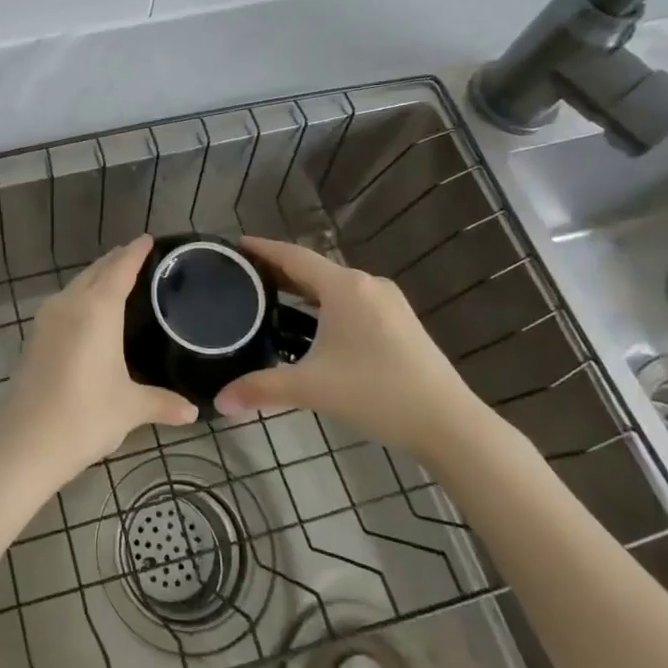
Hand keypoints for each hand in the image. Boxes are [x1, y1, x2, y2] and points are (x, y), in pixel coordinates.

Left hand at [0, 236, 199, 485]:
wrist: (25, 443)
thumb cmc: (85, 417)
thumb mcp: (130, 408)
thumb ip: (162, 403)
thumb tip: (193, 412)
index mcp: (97, 310)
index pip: (119, 269)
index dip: (135, 252)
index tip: (148, 239)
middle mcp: (69, 304)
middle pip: (95, 272)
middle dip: (115, 261)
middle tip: (137, 256)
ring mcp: (46, 319)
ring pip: (75, 286)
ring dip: (95, 278)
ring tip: (116, 279)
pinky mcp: (34, 337)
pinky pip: (63, 303)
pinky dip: (81, 297)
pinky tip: (89, 313)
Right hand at [212, 237, 487, 458]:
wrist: (448, 423)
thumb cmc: (376, 393)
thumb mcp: (311, 388)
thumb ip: (261, 389)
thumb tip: (219, 401)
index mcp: (343, 287)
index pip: (293, 255)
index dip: (263, 249)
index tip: (236, 245)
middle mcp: (366, 284)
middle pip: (314, 268)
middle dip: (280, 270)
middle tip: (245, 276)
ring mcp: (388, 302)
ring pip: (335, 286)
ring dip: (304, 288)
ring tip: (273, 298)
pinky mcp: (401, 322)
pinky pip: (352, 300)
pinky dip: (326, 303)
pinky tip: (314, 323)